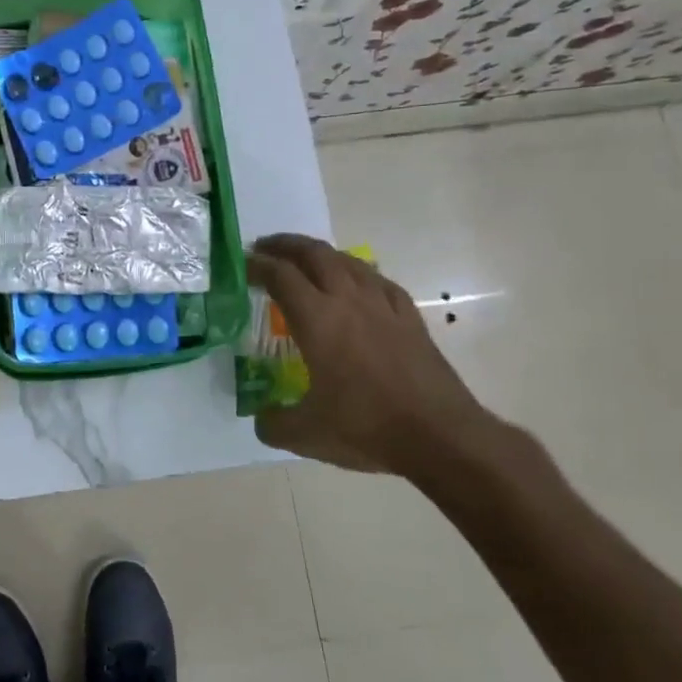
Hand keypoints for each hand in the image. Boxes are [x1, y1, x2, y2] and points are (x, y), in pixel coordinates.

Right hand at [246, 234, 503, 482]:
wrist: (441, 436)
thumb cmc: (366, 428)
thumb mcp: (305, 435)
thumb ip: (273, 424)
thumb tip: (261, 419)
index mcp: (317, 320)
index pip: (280, 276)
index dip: (256, 265)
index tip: (241, 264)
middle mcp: (348, 301)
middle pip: (314, 254)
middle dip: (285, 245)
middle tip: (265, 248)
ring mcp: (383, 306)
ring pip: (348, 261)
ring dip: (321, 253)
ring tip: (305, 260)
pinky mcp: (410, 319)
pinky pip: (379, 281)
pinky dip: (358, 273)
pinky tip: (357, 283)